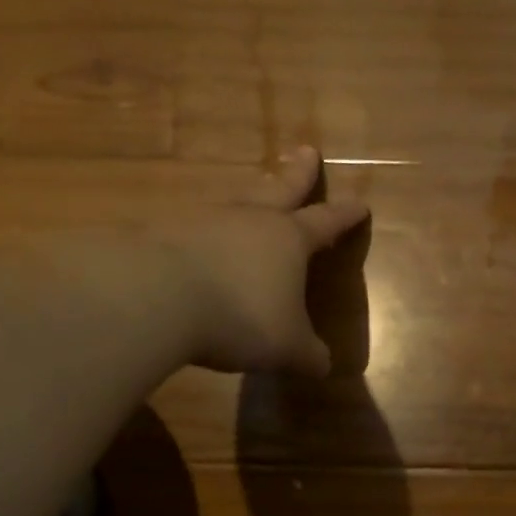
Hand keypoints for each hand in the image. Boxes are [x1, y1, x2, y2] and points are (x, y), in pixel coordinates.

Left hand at [182, 146, 369, 375]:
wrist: (155, 297)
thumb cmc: (241, 317)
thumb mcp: (288, 348)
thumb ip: (309, 355)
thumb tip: (322, 365)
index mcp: (289, 240)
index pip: (326, 222)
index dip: (345, 214)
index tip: (360, 203)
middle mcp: (250, 220)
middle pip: (280, 188)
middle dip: (298, 173)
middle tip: (306, 150)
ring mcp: (203, 221)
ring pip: (235, 202)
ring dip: (248, 198)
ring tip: (252, 196)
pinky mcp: (163, 233)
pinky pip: (193, 228)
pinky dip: (203, 233)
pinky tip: (199, 243)